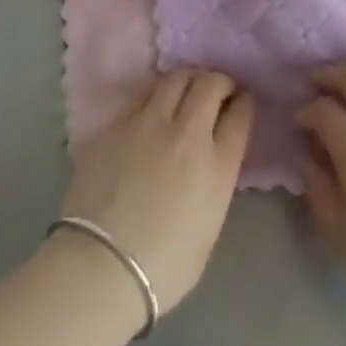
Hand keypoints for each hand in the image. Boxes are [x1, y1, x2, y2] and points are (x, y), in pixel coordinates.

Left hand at [61, 69, 253, 310]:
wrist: (101, 266)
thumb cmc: (163, 267)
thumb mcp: (209, 227)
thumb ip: (215, 183)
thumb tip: (210, 163)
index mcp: (218, 165)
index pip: (240, 115)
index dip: (244, 102)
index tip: (242, 101)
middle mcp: (188, 133)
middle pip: (210, 85)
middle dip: (220, 81)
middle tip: (218, 89)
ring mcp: (150, 123)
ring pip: (176, 78)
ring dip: (189, 79)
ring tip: (188, 88)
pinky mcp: (119, 124)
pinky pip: (144, 96)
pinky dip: (157, 94)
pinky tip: (155, 106)